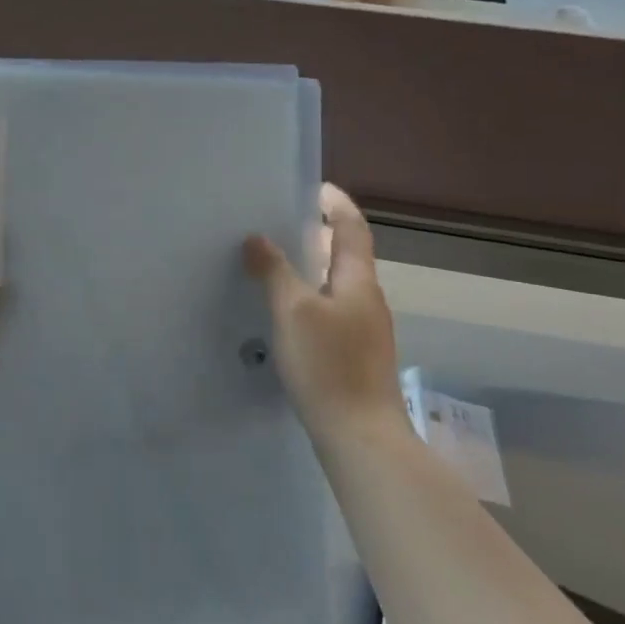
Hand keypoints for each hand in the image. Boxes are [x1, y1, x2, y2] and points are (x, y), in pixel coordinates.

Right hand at [244, 184, 405, 439]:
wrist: (359, 435)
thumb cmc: (328, 365)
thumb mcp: (292, 312)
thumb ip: (274, 272)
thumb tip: (257, 238)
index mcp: (358, 281)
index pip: (352, 229)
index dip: (336, 204)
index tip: (315, 188)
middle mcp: (367, 300)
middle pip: (345, 257)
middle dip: (317, 237)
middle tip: (280, 226)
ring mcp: (364, 331)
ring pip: (336, 286)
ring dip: (311, 270)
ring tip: (274, 266)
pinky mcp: (355, 356)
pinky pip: (331, 312)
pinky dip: (310, 300)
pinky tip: (285, 315)